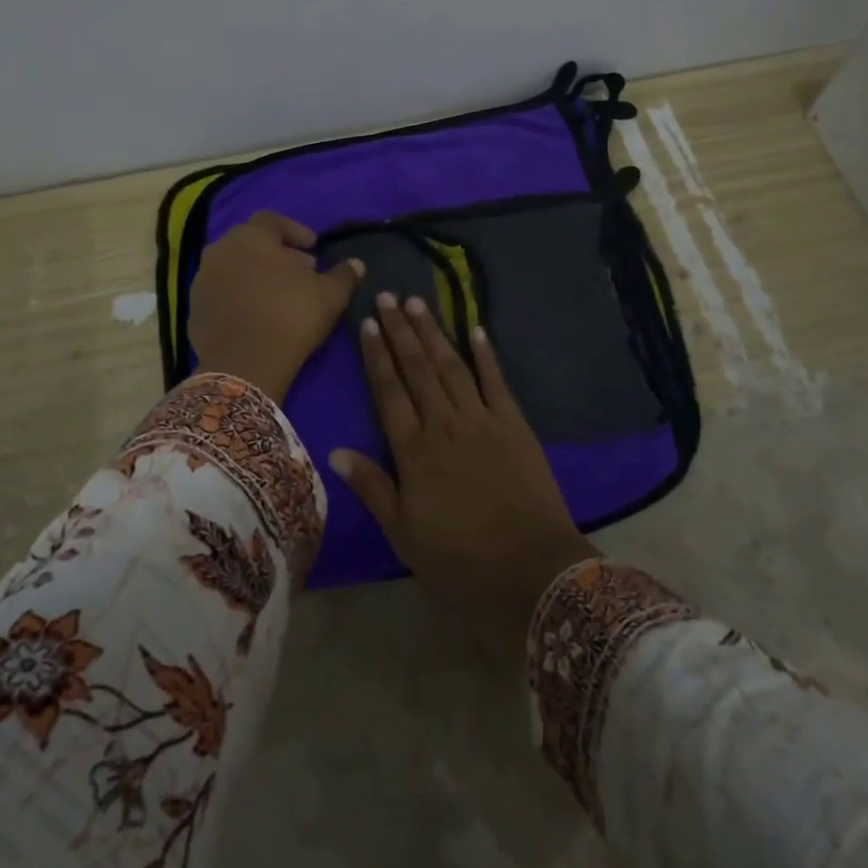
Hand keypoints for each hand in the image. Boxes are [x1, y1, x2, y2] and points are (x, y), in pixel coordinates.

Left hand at [188, 211, 362, 404]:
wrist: (245, 365)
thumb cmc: (291, 315)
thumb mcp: (330, 294)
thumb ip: (344, 274)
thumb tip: (356, 264)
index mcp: (251, 236)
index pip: (272, 220)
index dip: (295, 231)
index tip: (314, 248)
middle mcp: (220, 250)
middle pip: (251, 243)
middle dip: (276, 253)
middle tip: (300, 271)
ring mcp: (202, 280)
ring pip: (234, 267)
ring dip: (256, 275)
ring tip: (278, 295)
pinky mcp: (194, 310)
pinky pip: (222, 294)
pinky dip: (239, 297)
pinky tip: (257, 316)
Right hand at [330, 294, 598, 649]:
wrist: (531, 570)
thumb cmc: (460, 560)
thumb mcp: (404, 535)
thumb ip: (373, 488)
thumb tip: (336, 451)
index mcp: (414, 452)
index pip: (389, 392)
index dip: (377, 356)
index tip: (369, 324)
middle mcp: (444, 424)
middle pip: (418, 369)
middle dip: (401, 331)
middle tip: (388, 296)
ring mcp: (482, 420)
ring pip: (452, 366)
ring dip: (434, 333)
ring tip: (418, 303)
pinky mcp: (515, 425)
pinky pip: (497, 381)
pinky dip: (486, 354)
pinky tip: (476, 329)